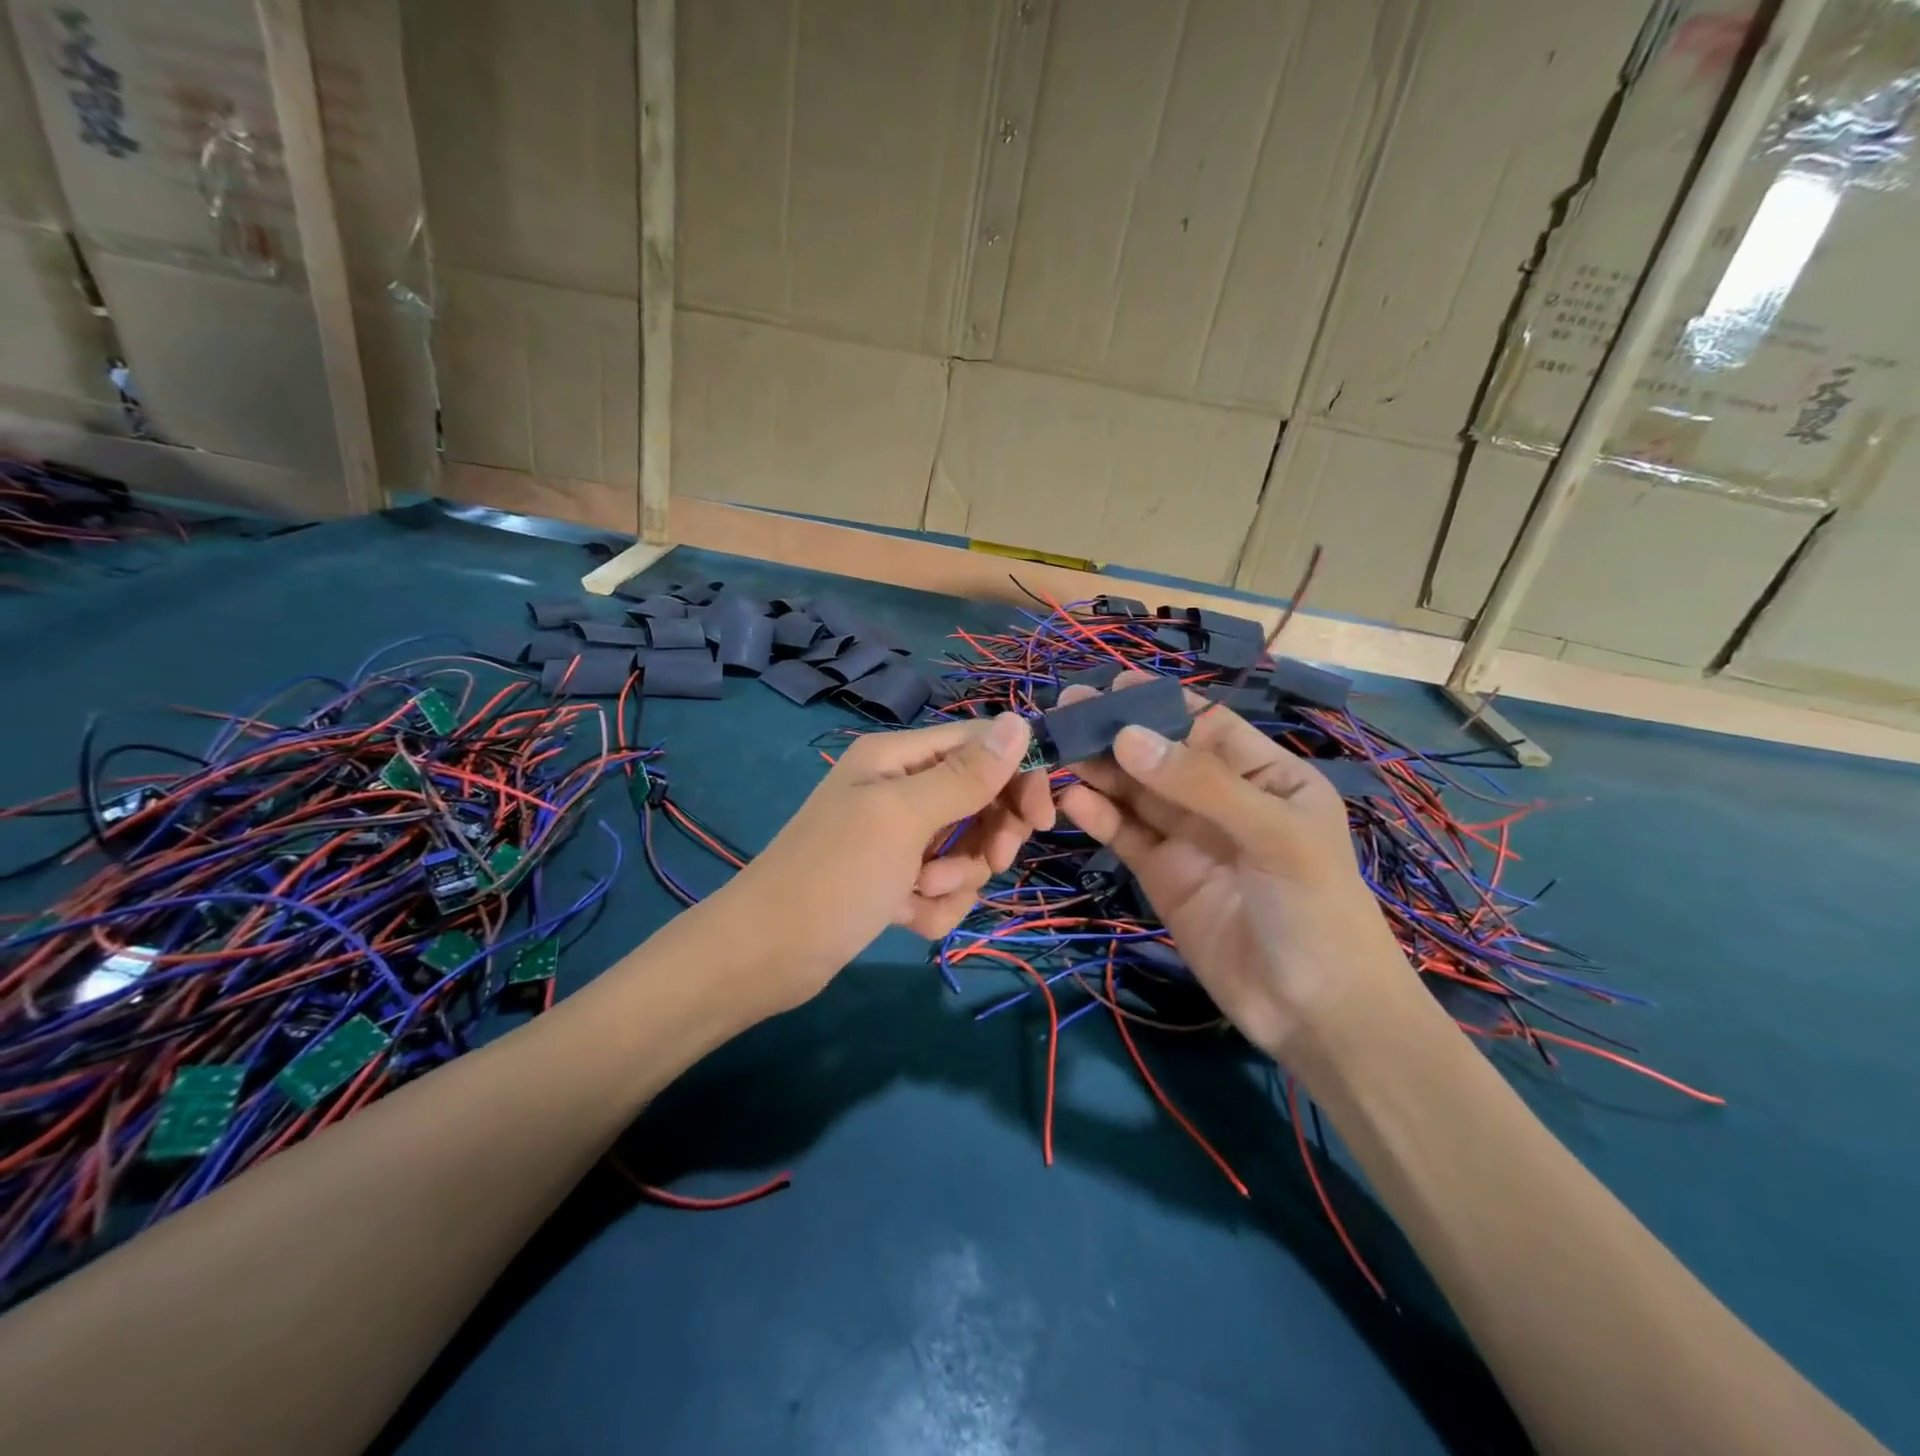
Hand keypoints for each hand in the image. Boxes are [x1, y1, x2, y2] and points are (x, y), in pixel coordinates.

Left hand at [718, 714, 1053, 1010]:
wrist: (765, 956)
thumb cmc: (834, 874)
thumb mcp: (903, 818)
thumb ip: (965, 774)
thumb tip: (1021, 721)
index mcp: (898, 757)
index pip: (981, 745)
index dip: (1018, 775)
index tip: (1042, 819)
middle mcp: (900, 789)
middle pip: (981, 798)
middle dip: (988, 835)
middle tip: (989, 861)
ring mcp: (898, 837)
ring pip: (967, 848)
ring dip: (957, 877)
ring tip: (920, 893)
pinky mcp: (895, 880)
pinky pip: (944, 885)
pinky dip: (935, 905)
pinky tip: (906, 919)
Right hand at [1056, 672, 1416, 1058]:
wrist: (1315, 1013)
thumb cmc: (1315, 910)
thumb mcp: (1274, 836)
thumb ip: (1200, 784)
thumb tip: (1127, 736)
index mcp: (1265, 776)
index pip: (1205, 726)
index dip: (1160, 704)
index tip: (1111, 685)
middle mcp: (1222, 800)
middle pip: (1160, 756)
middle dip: (1117, 732)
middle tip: (1066, 709)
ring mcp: (1189, 838)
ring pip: (1135, 793)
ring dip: (1098, 770)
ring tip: (1056, 748)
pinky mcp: (1161, 874)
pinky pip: (1125, 835)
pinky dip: (1098, 816)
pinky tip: (1071, 800)